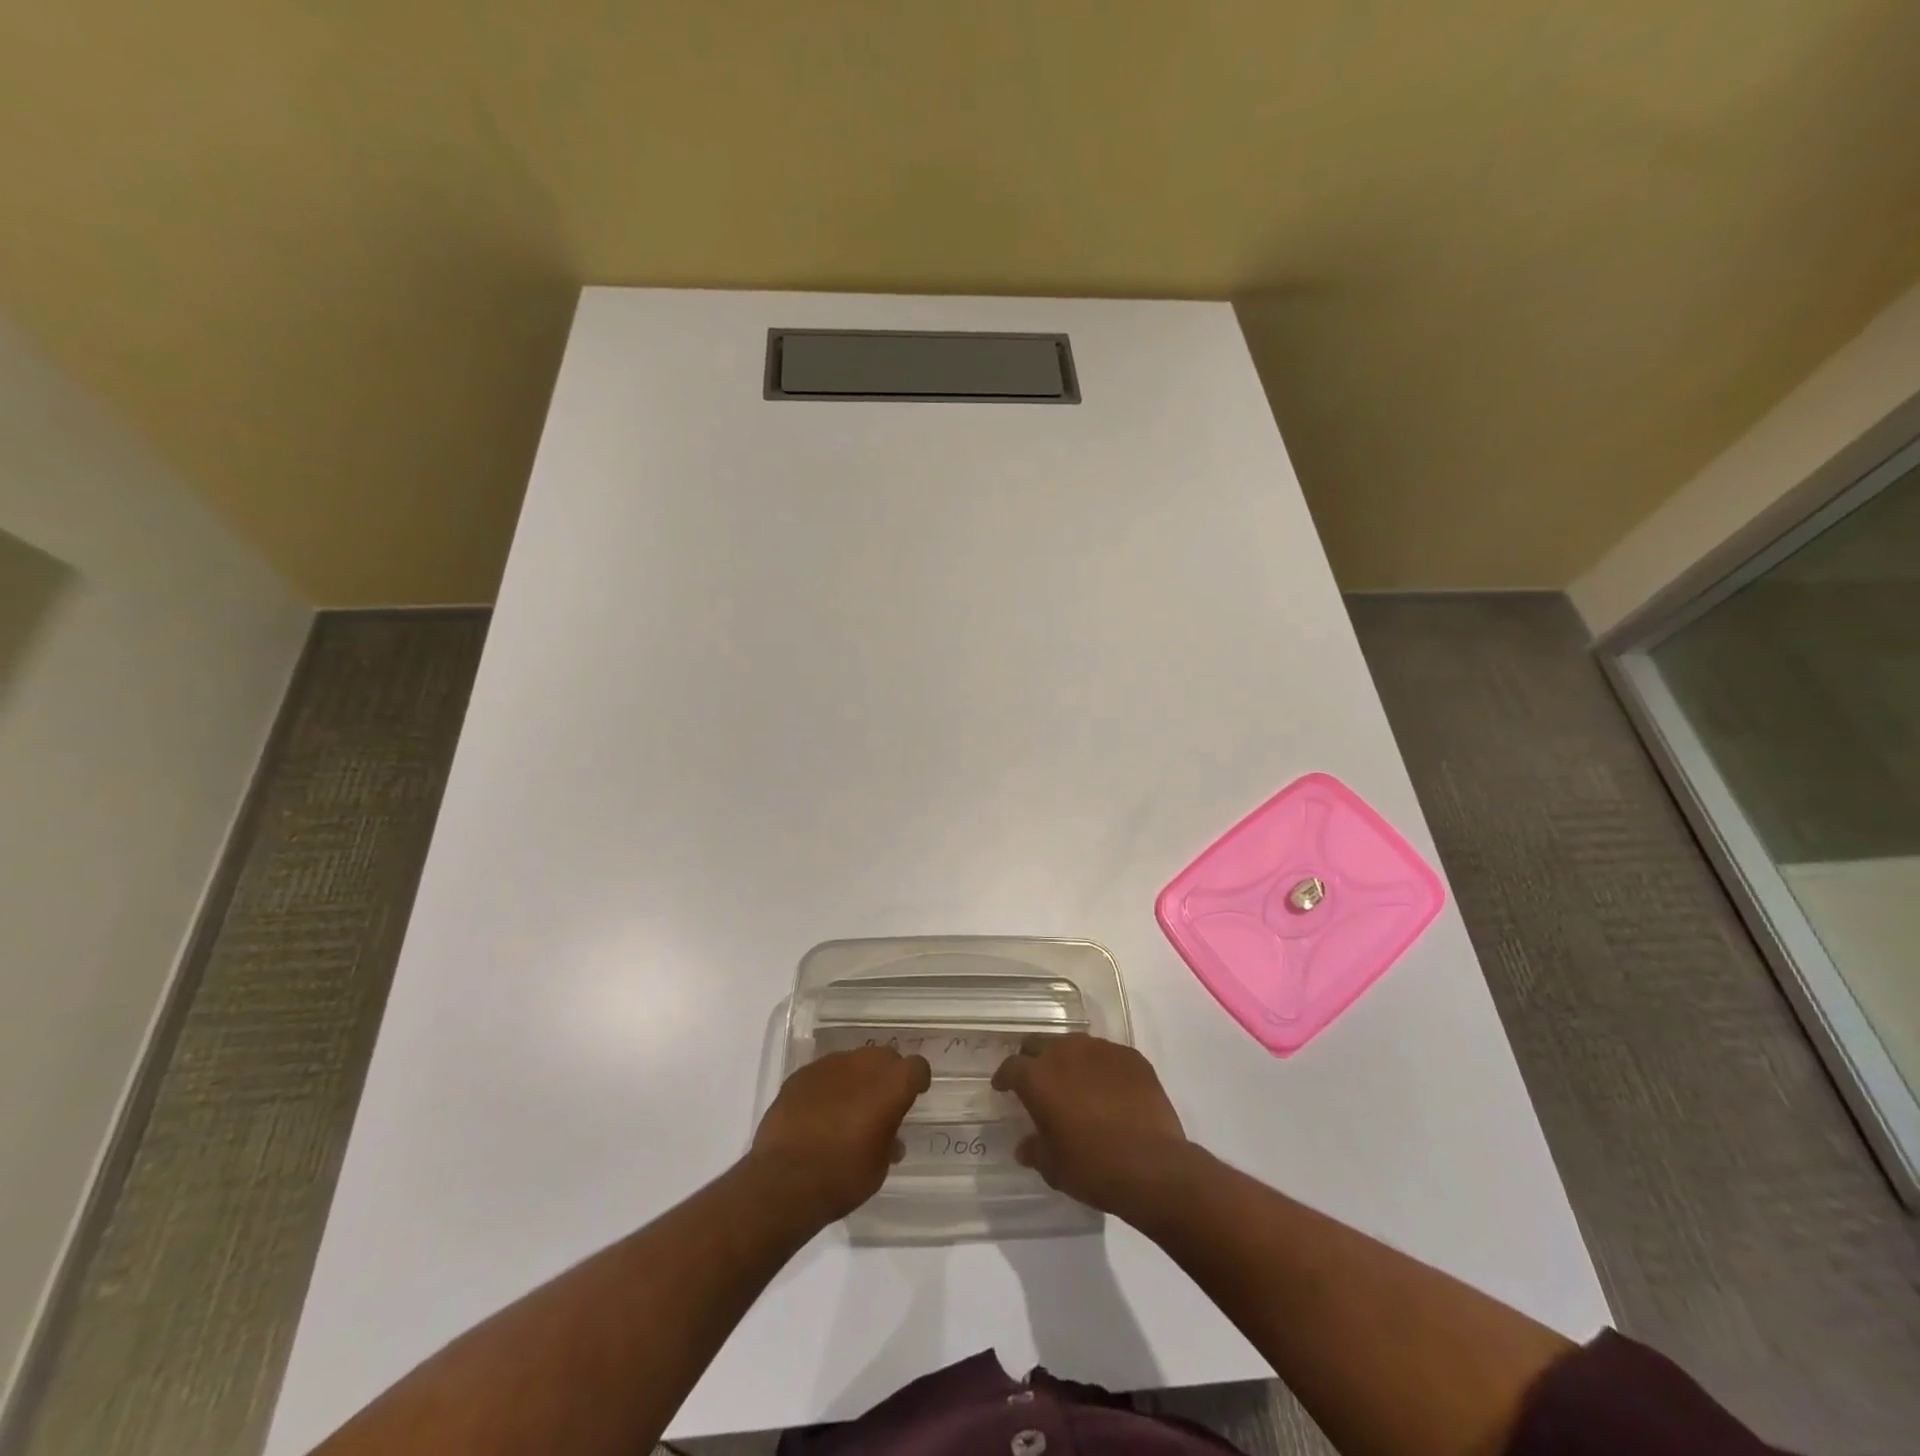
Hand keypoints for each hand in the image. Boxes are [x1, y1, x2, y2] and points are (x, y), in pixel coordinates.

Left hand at [748, 1046, 931, 1224]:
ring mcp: (829, 1065)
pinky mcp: (801, 1074)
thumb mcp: (879, 1167)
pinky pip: (824, 1074)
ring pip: (852, 1062)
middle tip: (880, 1104)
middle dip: (886, 1076)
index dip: (917, 1080)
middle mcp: (863, 1064)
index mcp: (892, 1084)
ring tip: (846, 1110)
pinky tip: (818, 1114)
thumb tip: (888, 1137)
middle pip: (884, 1057)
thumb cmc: (843, 1177)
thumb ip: (888, 1141)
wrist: (784, 1181)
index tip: (914, 1096)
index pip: (917, 1066)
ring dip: (856, 1079)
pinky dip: (828, 1087)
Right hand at [993, 1033, 1191, 1218]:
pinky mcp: (1131, 1056)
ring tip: (1076, 1083)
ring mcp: (1101, 1050)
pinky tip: (1110, 1090)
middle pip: (1040, 1044)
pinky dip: (1102, 1068)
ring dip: (1070, 1061)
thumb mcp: (1053, 1167)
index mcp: (1038, 1077)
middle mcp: (1065, 1052)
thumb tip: (1025, 1147)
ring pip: (1075, 1045)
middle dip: (1034, 1059)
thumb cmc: (1092, 1167)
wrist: (1152, 1165)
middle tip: (1037, 1080)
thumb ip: (1035, 1150)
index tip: (1003, 1087)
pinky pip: (1108, 1056)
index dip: (1005, 1077)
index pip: (1011, 1066)